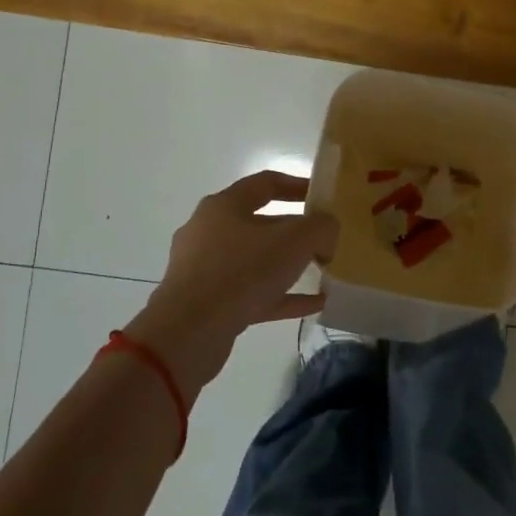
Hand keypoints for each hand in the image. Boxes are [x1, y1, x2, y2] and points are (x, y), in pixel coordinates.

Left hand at [125, 171, 338, 396]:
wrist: (188, 333)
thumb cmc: (242, 271)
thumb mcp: (296, 240)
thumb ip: (321, 228)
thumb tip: (327, 233)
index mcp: (224, 206)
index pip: (265, 183)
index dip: (297, 185)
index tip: (322, 197)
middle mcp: (209, 231)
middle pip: (260, 223)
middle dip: (295, 231)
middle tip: (323, 240)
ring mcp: (205, 269)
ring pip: (255, 260)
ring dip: (288, 265)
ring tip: (321, 272)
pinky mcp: (207, 303)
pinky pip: (252, 293)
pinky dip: (282, 296)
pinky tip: (313, 304)